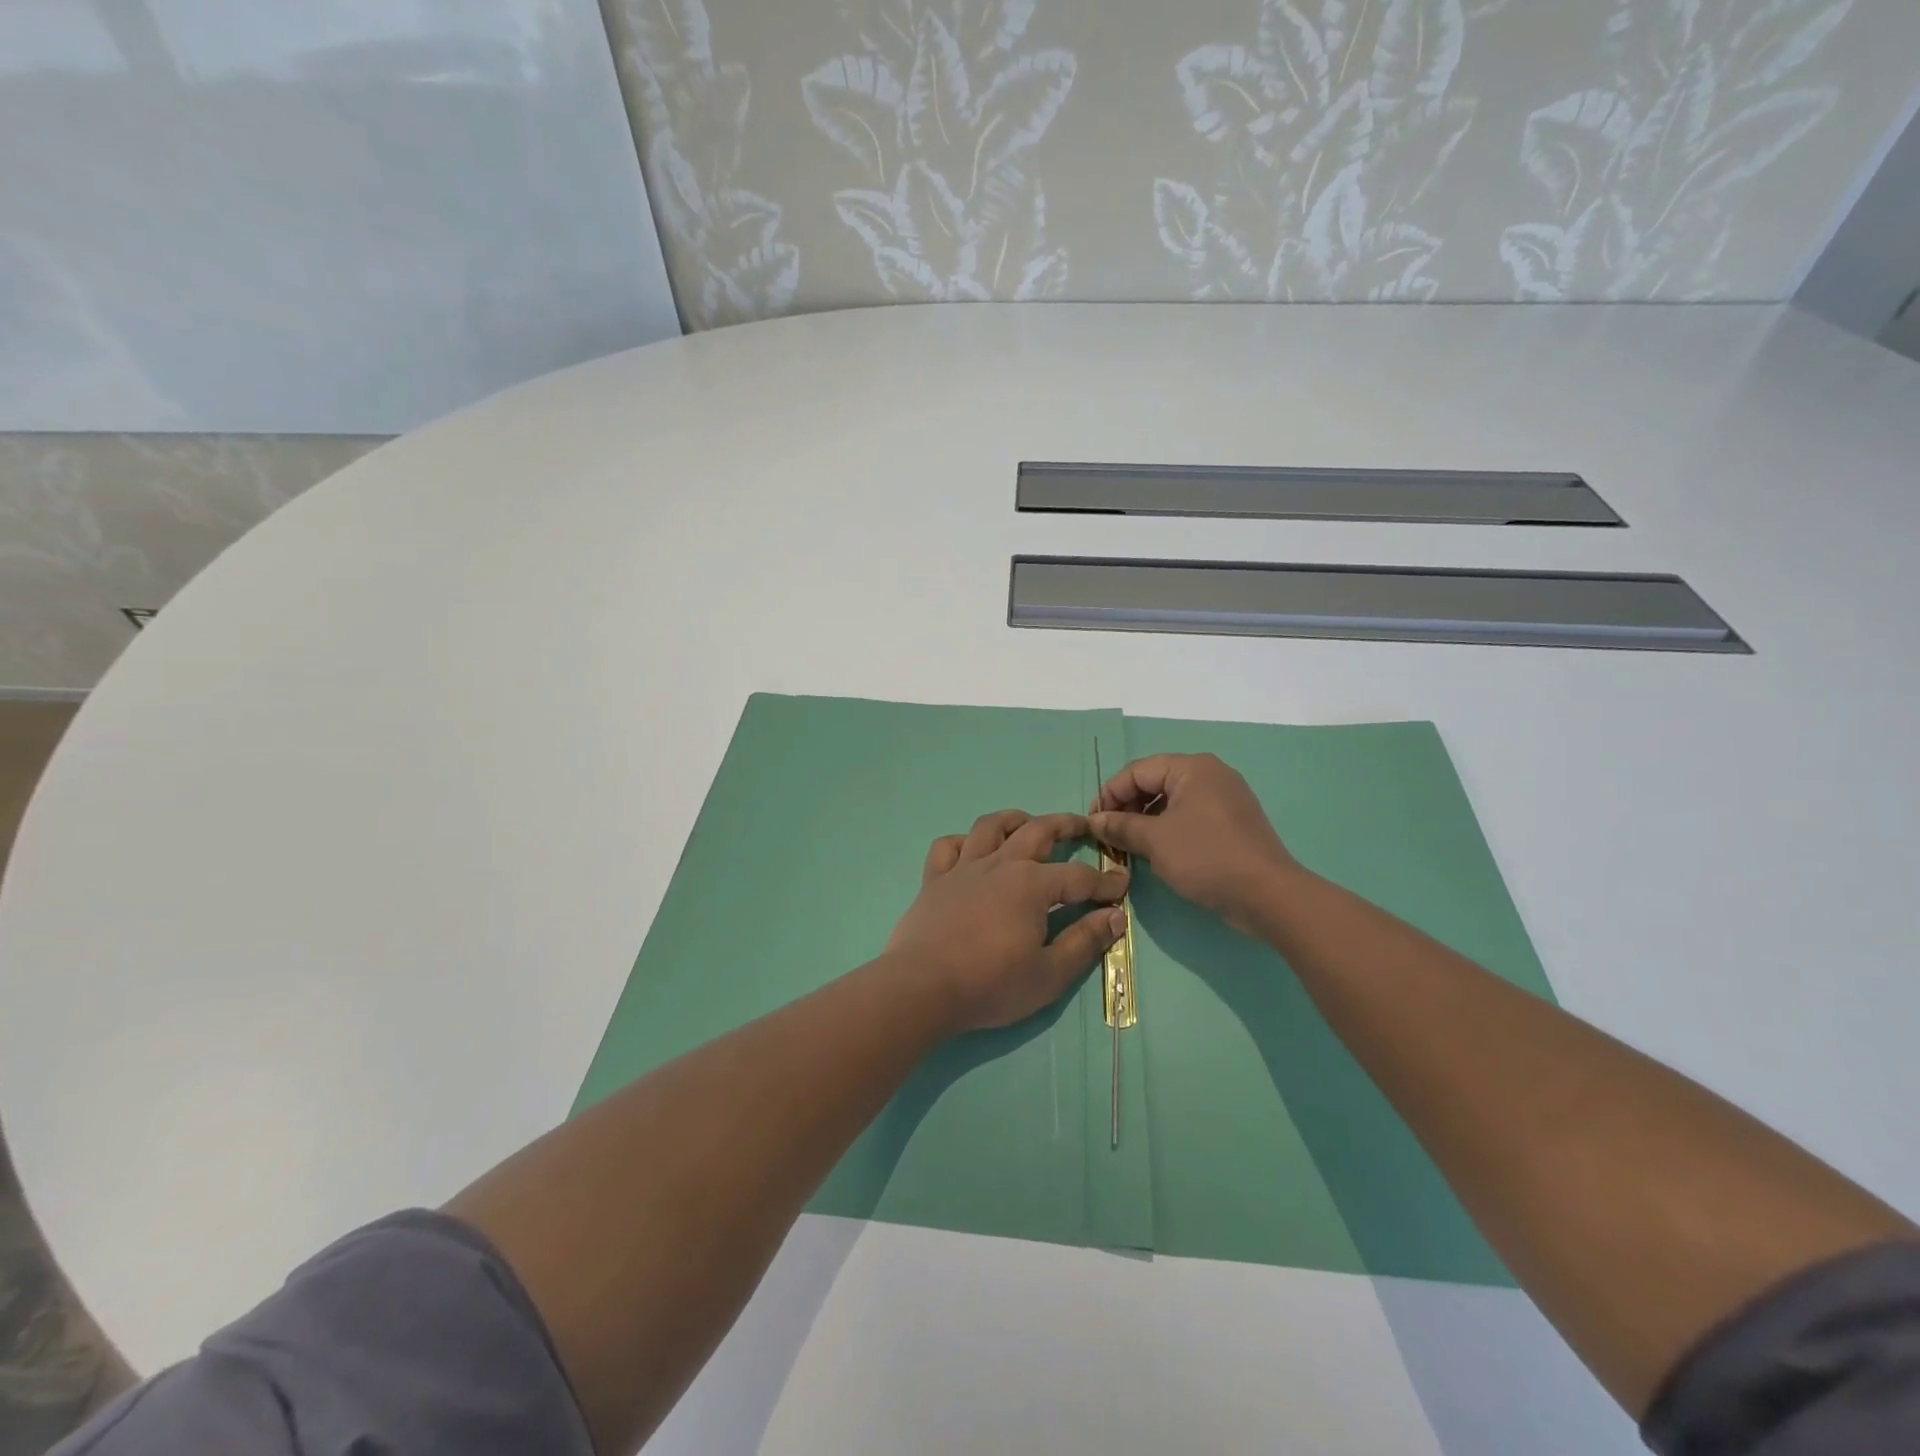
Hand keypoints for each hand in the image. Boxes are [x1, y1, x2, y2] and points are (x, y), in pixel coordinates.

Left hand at [887, 810, 1129, 1033]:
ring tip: (1027, 823)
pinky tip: (971, 850)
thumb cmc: (989, 985)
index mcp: (1031, 885)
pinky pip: (947, 847)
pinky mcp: (933, 880)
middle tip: (1083, 825)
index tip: (1122, 886)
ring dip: (1014, 819)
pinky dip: (962, 842)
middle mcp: (999, 864)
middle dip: (1065, 825)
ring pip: (990, 827)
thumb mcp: (1049, 975)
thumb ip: (1084, 942)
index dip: (1105, 882)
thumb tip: (1115, 916)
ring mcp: (962, 868)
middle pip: (1037, 831)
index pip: (1079, 877)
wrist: (921, 988)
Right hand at [1089, 755, 1299, 934]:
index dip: (1110, 794)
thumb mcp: (1154, 841)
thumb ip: (1120, 826)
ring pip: (1172, 801)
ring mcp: (1225, 798)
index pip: (1137, 771)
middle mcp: (1210, 774)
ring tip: (1129, 846)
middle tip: (1109, 835)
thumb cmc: (1206, 857)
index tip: (1092, 822)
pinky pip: (1190, 817)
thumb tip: (1094, 821)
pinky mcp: (1232, 823)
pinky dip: (1168, 829)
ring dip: (1145, 820)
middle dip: (1127, 807)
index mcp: (1192, 767)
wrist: (1268, 895)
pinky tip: (1157, 852)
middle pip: (1154, 782)